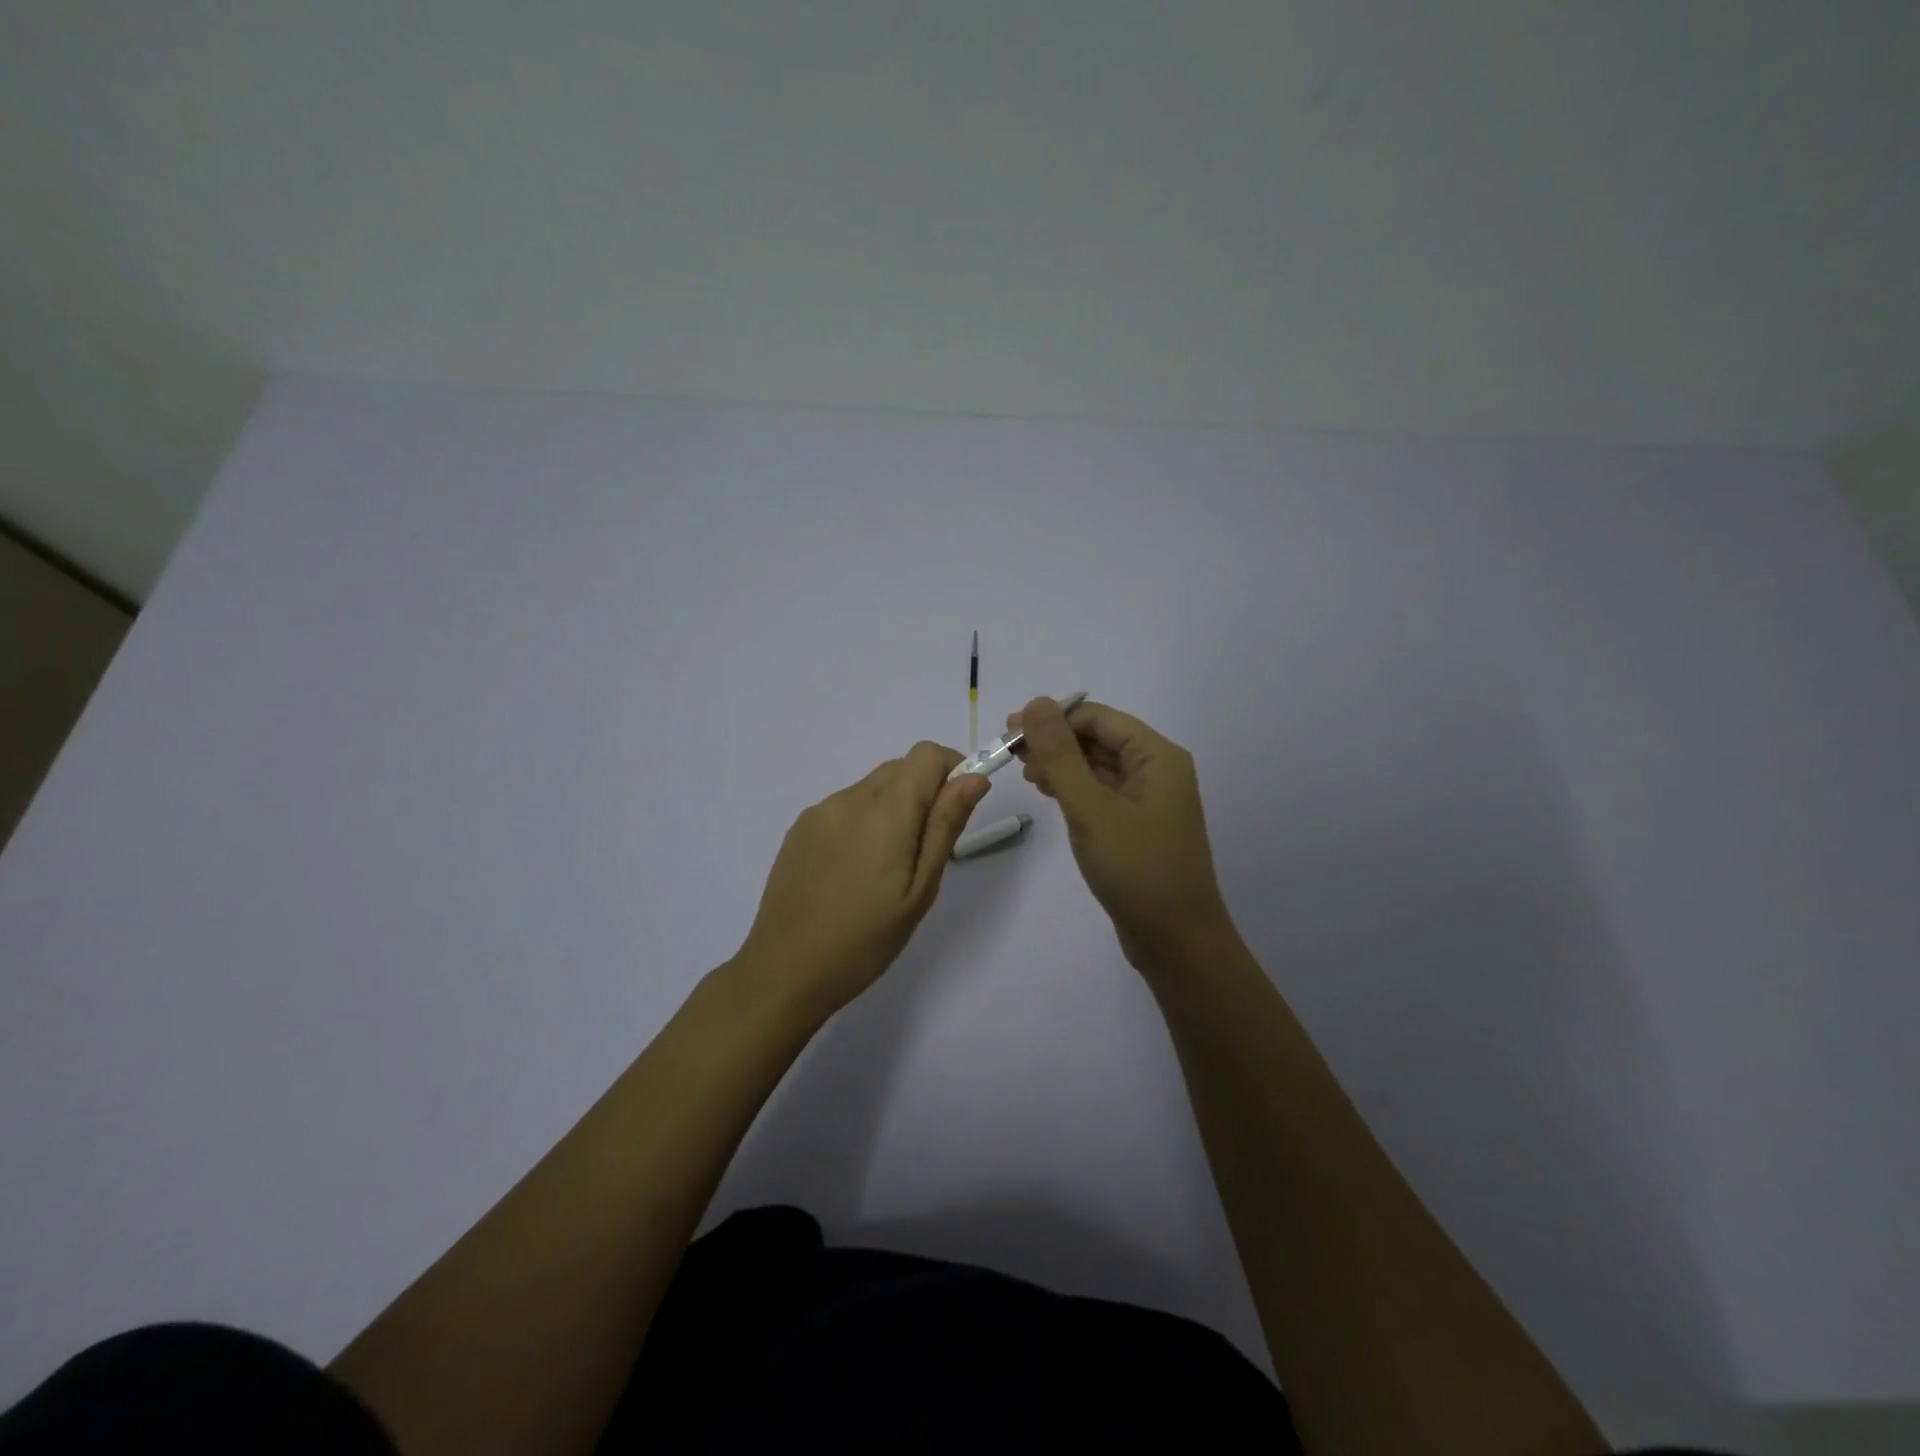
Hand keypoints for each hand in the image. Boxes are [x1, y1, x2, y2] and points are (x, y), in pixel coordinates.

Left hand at [735, 741, 992, 1017]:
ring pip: (871, 788)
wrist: (785, 970)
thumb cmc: (866, 938)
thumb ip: (946, 825)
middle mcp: (850, 798)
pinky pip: (844, 807)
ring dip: (891, 808)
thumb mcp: (920, 889)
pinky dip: (862, 821)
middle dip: (923, 793)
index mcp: (885, 810)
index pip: (927, 755)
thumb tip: (975, 778)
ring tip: (884, 868)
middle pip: (899, 768)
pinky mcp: (799, 828)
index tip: (956, 808)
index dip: (951, 770)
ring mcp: (819, 811)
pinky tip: (853, 870)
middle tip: (923, 851)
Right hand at [1010, 697, 1233, 973]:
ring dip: (1061, 764)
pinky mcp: (1137, 824)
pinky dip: (1073, 787)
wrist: (1176, 941)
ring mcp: (1149, 799)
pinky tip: (1048, 792)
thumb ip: (1060, 755)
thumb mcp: (1091, 808)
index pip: (1097, 718)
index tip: (1009, 731)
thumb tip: (1035, 703)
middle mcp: (1157, 770)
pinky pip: (1101, 791)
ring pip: (1097, 765)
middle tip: (1009, 753)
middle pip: (1098, 738)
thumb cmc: (1136, 869)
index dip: (1053, 718)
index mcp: (1157, 756)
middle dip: (1054, 741)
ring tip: (1024, 773)